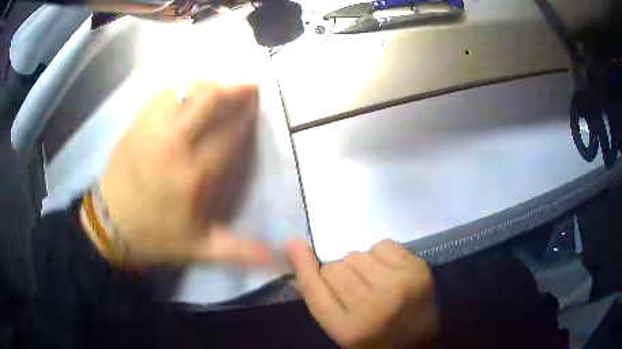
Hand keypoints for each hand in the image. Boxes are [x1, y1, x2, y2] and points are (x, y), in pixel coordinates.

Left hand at [95, 82, 270, 264]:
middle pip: (210, 100)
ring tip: (221, 86)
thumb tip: (279, 258)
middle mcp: (175, 144)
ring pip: (187, 90)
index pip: (230, 134)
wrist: (110, 225)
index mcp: (195, 175)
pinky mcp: (137, 123)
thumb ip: (241, 251)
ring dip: (210, 84)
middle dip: (235, 89)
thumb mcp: (200, 249)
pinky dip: (181, 87)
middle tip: (248, 85)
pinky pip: (163, 94)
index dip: (246, 116)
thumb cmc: (156, 236)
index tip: (257, 106)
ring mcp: (153, 129)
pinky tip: (188, 91)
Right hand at [287, 240, 437, 348]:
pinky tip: (388, 272)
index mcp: (350, 329)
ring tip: (373, 282)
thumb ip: (321, 299)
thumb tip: (299, 255)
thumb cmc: (373, 339)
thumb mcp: (341, 329)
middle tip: (354, 291)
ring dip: (359, 266)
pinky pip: (382, 245)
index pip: (316, 291)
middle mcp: (375, 306)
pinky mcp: (418, 269)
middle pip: (335, 269)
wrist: (418, 341)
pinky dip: (379, 255)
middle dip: (338, 276)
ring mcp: (400, 285)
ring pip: (357, 255)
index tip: (293, 245)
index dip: (303, 267)